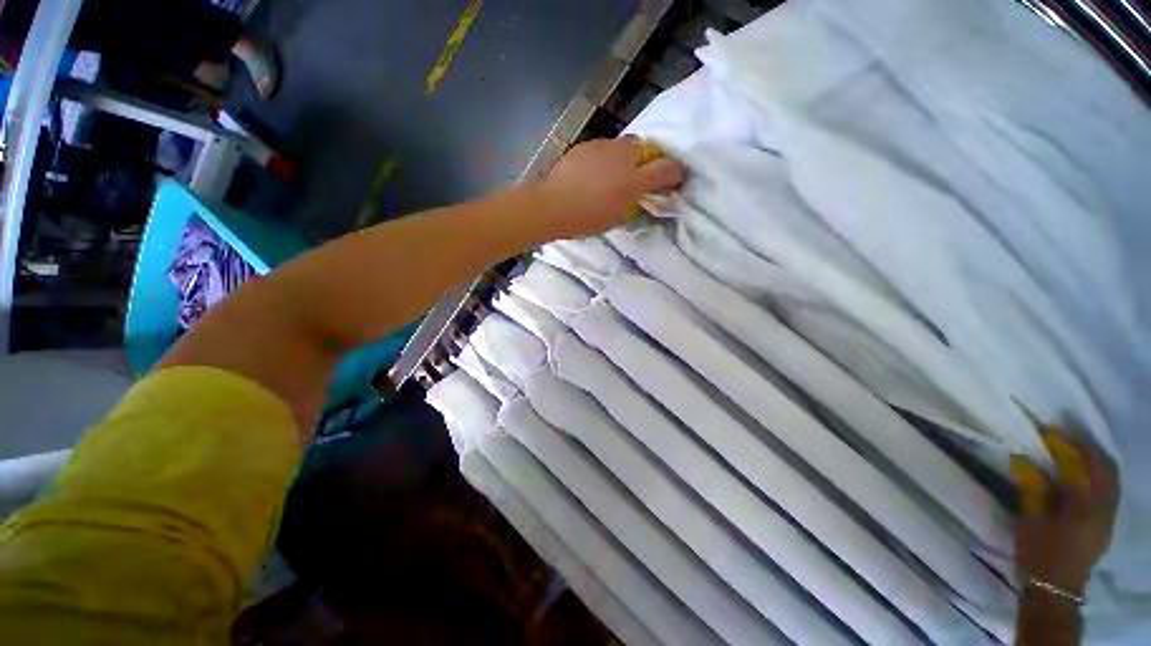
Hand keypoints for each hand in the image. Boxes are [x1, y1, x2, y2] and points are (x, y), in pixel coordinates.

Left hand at [536, 136, 685, 238]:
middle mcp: (623, 157)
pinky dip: (606, 158)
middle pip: (645, 148)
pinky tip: (594, 172)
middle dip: (647, 159)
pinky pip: (604, 148)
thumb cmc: (586, 219)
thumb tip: (641, 197)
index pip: (666, 169)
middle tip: (638, 176)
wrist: (552, 206)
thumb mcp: (616, 219)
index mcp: (633, 180)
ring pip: (623, 145)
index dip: (674, 173)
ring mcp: (603, 148)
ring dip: (625, 157)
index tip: (675, 179)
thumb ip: (633, 205)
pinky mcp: (586, 146)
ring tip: (613, 174)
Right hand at [1012, 432, 1119, 595]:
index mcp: (1084, 505)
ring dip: (1094, 461)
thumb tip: (1025, 459)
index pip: (1082, 463)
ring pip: (1110, 478)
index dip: (1068, 443)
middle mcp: (1103, 507)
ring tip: (1073, 452)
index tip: (1049, 430)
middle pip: (1104, 467)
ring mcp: (1109, 516)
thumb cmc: (1039, 552)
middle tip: (1064, 437)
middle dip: (1087, 448)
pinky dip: (1098, 476)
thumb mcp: (1029, 520)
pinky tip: (1081, 477)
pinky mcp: (1107, 523)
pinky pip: (1109, 490)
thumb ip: (1031, 488)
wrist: (1055, 589)